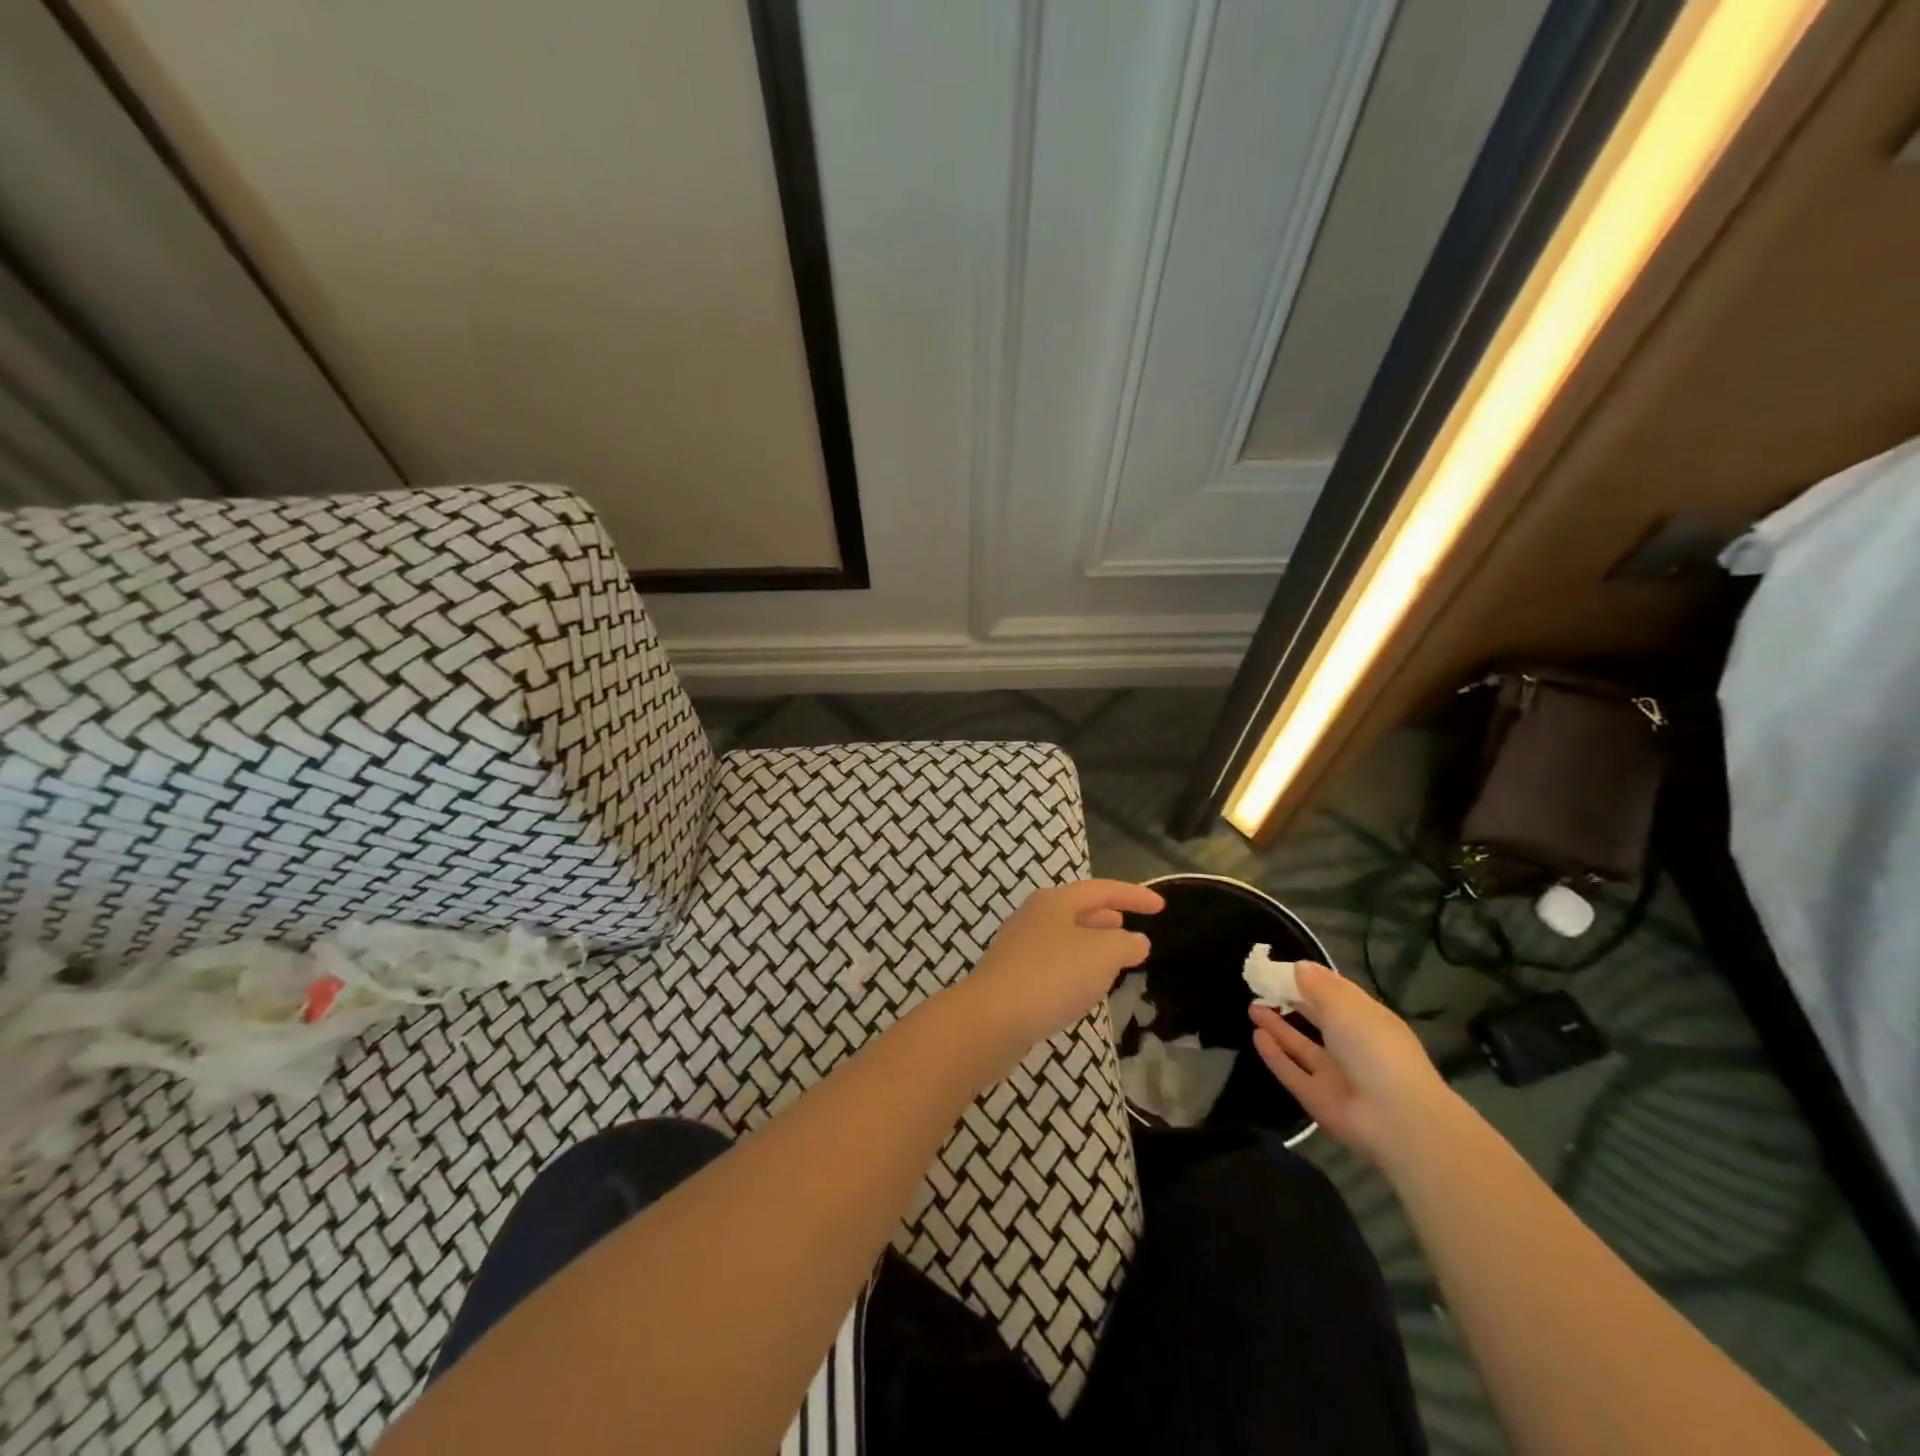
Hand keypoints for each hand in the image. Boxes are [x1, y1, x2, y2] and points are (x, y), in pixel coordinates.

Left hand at [963, 880, 1162, 1050]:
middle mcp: (1034, 917)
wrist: (992, 1019)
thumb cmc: (1053, 976)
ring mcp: (1019, 948)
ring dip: (1090, 944)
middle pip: (1077, 910)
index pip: (1101, 890)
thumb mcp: (1102, 954)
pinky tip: (1083, 989)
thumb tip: (1135, 941)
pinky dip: (1075, 969)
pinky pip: (1053, 965)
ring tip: (1112, 958)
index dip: (1134, 895)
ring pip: (1064, 938)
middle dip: (1105, 916)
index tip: (1161, 906)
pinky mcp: (1012, 979)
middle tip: (1129, 925)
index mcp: (1055, 902)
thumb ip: (1125, 944)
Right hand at [1249, 962, 1450, 1164]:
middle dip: (1293, 1003)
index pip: (1338, 996)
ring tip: (1252, 1006)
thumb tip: (1300, 966)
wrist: (1395, 1119)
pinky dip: (1275, 1055)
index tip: (1283, 967)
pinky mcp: (1318, 1098)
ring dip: (1279, 1026)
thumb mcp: (1346, 1008)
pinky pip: (1292, 1072)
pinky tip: (1256, 1035)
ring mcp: (1335, 1075)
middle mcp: (1352, 1047)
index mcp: (1368, 1021)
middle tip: (1262, 985)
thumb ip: (1319, 987)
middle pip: (1318, 1021)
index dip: (1312, 980)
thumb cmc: (1375, 1049)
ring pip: (1302, 1046)